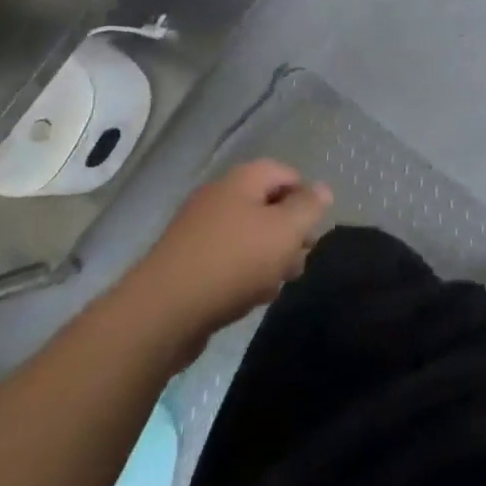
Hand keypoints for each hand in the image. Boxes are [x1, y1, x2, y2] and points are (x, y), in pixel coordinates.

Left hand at [135, 160, 332, 356]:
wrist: (162, 311)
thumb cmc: (233, 262)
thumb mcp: (284, 232)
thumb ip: (308, 208)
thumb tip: (323, 188)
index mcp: (243, 179)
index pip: (286, 173)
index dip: (306, 199)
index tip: (313, 232)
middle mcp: (220, 195)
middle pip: (268, 205)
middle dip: (288, 233)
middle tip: (298, 262)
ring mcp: (200, 228)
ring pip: (249, 235)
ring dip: (268, 257)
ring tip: (275, 285)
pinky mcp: (187, 260)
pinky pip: (227, 258)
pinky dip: (243, 273)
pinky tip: (249, 298)